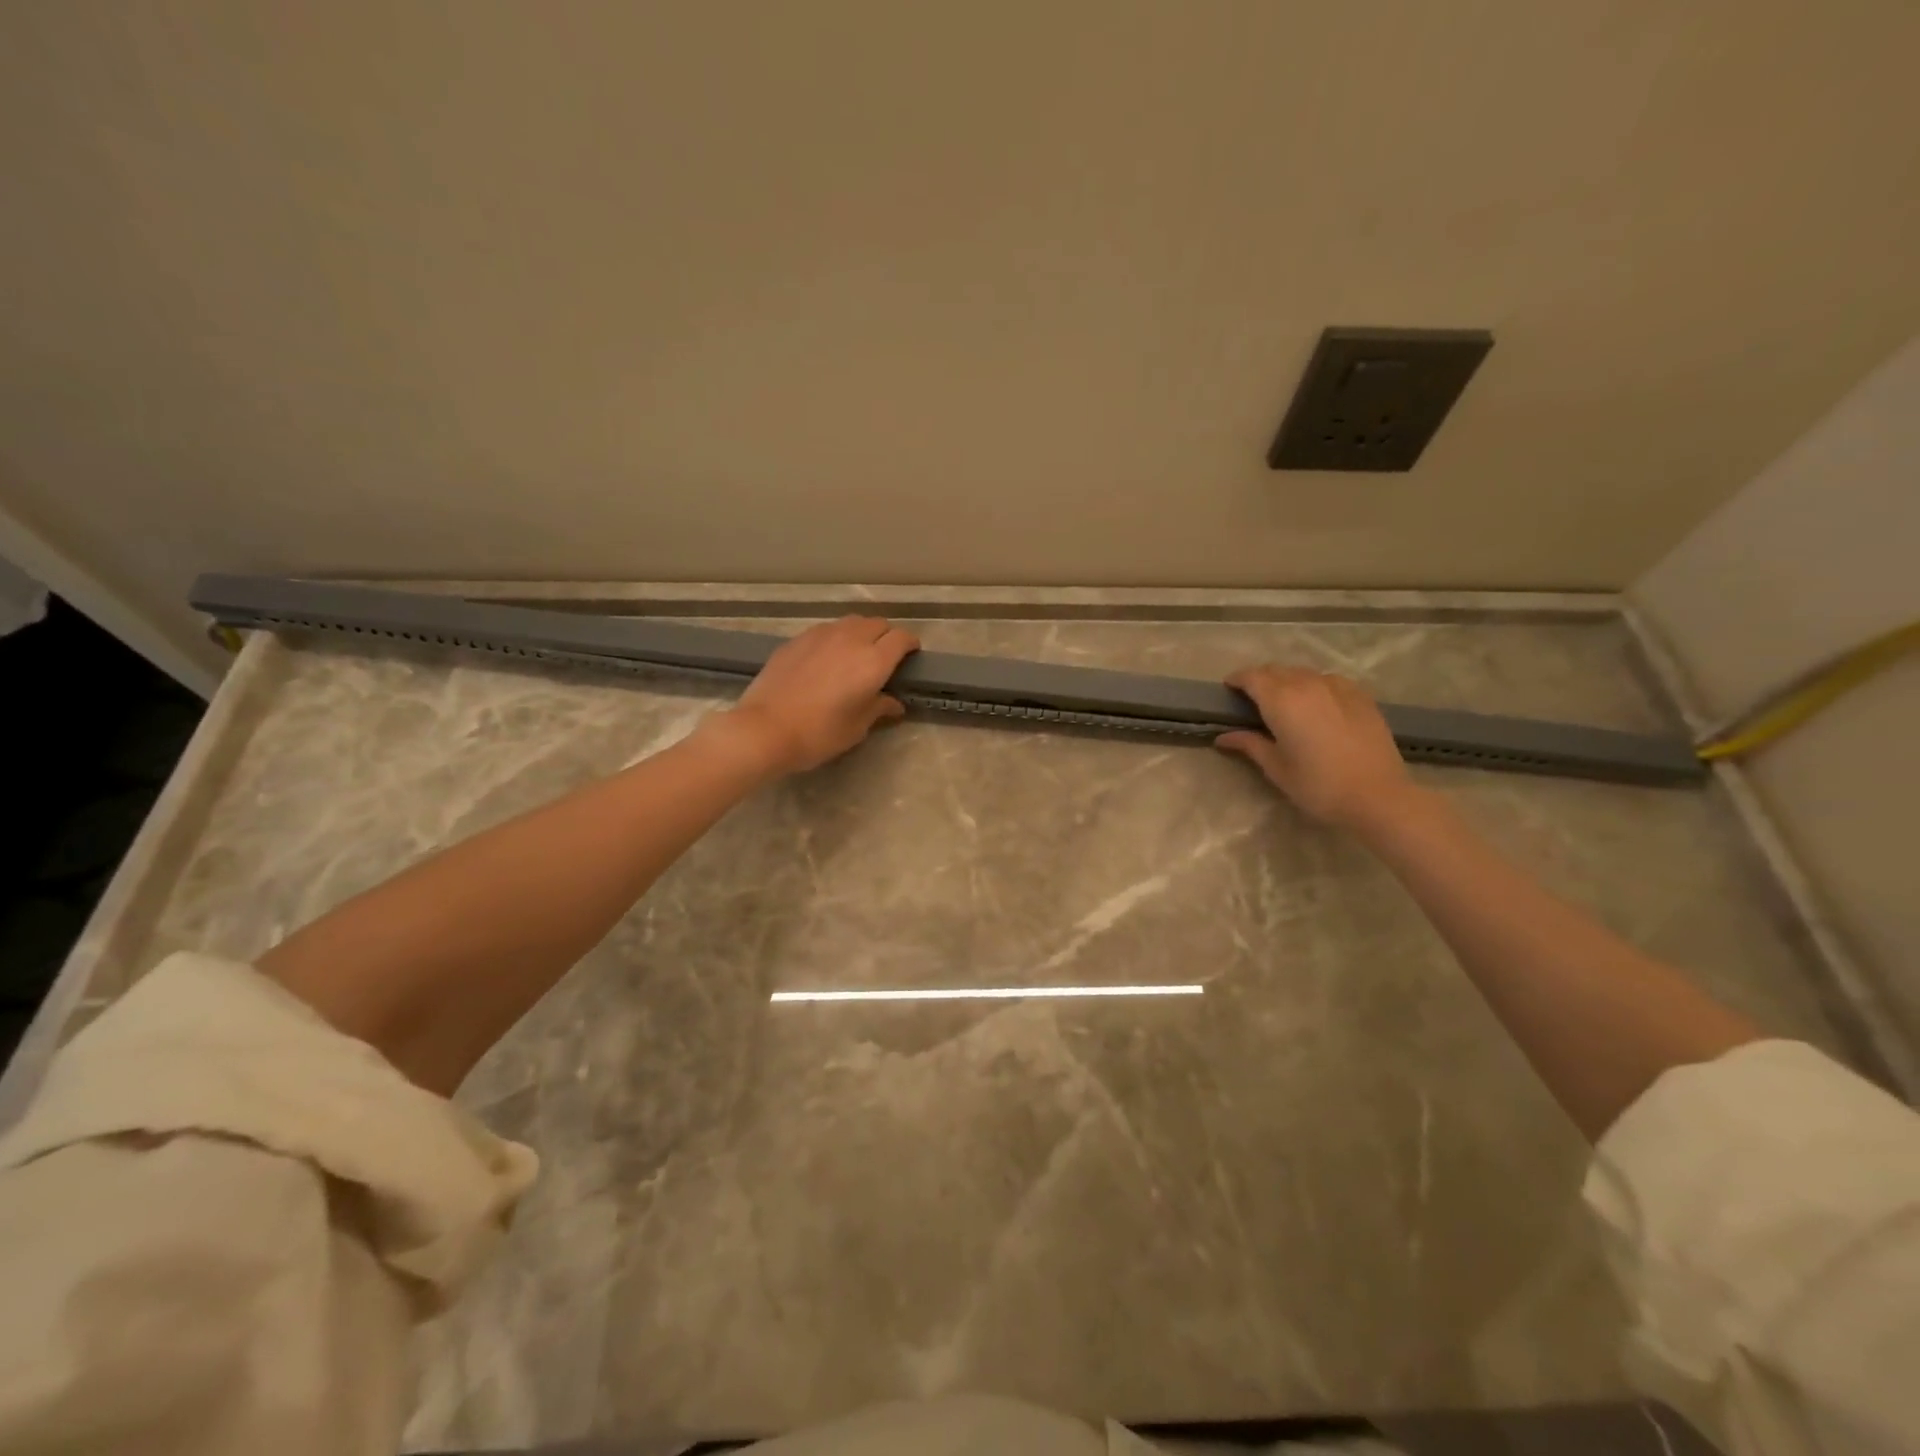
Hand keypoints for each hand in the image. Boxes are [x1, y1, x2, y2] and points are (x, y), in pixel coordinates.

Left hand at [714, 615, 919, 774]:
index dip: (910, 645)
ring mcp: (821, 635)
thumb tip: (894, 703)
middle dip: (886, 636)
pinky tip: (827, 658)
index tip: (911, 656)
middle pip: (878, 624)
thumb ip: (878, 708)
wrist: (765, 728)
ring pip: (851, 622)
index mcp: (873, 661)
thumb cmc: (819, 733)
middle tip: (884, 657)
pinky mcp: (797, 639)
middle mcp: (851, 639)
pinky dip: (835, 638)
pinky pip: (826, 630)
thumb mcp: (856, 727)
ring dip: (861, 633)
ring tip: (856, 654)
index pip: (901, 638)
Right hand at [1217, 665, 1415, 833]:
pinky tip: (1317, 703)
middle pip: (1277, 670)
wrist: (1378, 796)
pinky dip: (1314, 685)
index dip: (1237, 680)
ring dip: (1287, 680)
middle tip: (1252, 698)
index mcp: (1281, 701)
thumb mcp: (1276, 768)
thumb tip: (1223, 737)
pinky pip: (1329, 680)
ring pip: (1303, 673)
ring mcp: (1337, 687)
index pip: (1252, 677)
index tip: (1228, 689)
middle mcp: (1307, 685)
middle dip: (1260, 679)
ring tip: (1283, 700)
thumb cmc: (1318, 786)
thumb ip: (1250, 744)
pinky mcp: (1361, 696)